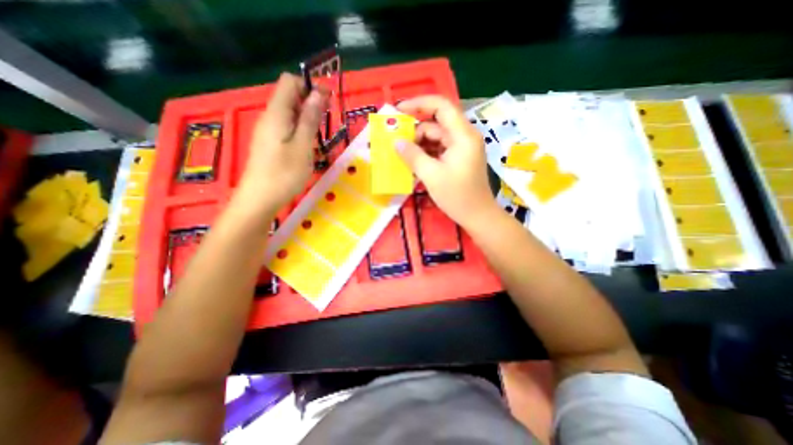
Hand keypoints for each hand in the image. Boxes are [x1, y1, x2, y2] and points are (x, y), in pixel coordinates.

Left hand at [234, 74, 326, 214]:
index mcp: (277, 113)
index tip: (328, 101)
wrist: (260, 199)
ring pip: (290, 113)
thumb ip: (310, 119)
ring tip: (320, 136)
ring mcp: (268, 130)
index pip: (290, 82)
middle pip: (290, 96)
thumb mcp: (303, 145)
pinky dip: (300, 130)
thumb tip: (318, 93)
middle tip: (327, 122)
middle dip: (311, 103)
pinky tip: (308, 145)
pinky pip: (286, 127)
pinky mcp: (269, 142)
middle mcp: (270, 117)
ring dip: (307, 118)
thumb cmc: (284, 173)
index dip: (310, 86)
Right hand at [400, 97, 497, 229]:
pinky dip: (426, 153)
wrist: (477, 215)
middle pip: (436, 123)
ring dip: (419, 144)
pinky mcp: (459, 157)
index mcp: (462, 135)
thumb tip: (396, 142)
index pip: (441, 106)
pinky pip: (439, 148)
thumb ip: (412, 156)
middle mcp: (464, 136)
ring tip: (402, 155)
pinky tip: (414, 162)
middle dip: (415, 131)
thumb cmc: (457, 196)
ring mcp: (462, 147)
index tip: (399, 111)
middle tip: (396, 142)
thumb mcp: (431, 176)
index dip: (419, 103)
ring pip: (436, 137)